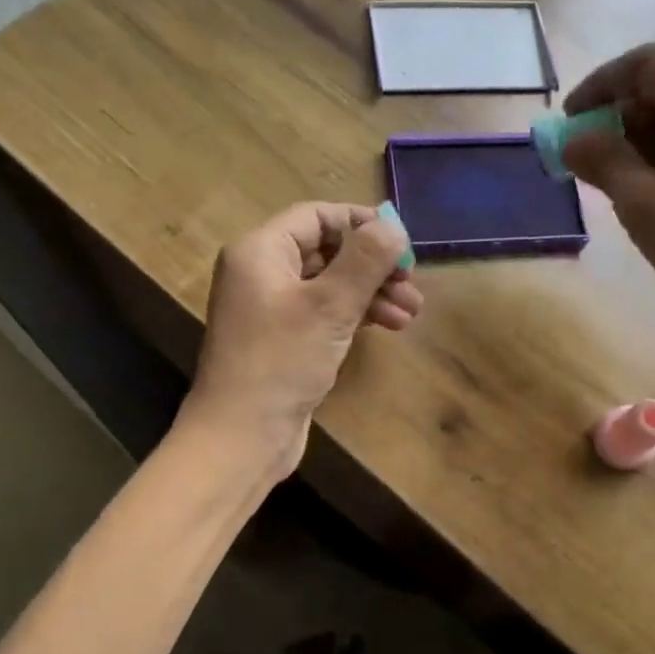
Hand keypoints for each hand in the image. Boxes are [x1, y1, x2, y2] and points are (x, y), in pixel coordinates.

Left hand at [180, 202, 422, 478]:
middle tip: (412, 283)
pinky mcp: (283, 340)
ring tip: (411, 312)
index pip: (316, 217)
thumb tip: (393, 226)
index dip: (361, 223)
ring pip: (330, 285)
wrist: (242, 436)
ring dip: (372, 292)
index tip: (402, 242)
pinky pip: (324, 313)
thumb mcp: (330, 305)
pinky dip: (355, 315)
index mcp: (260, 252)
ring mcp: (271, 309)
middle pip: (326, 251)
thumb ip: (365, 260)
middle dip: (373, 265)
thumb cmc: (282, 362)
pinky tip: (389, 325)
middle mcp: (262, 273)